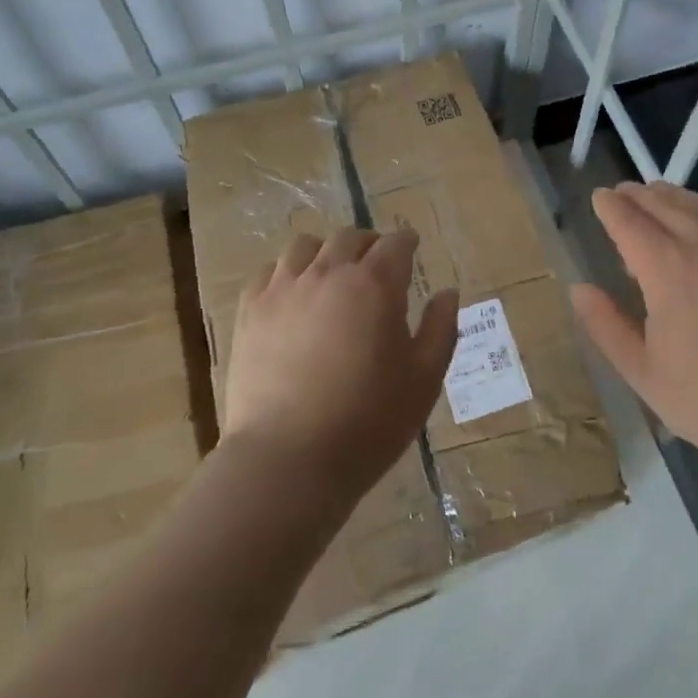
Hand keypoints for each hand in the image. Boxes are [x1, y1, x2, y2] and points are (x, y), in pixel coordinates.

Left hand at [222, 228, 457, 499]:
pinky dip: (287, 273)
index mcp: (375, 284)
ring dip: (326, 252)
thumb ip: (440, 328)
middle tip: (377, 265)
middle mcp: (329, 273)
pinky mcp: (250, 311)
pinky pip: (269, 271)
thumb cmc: (368, 421)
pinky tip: (292, 295)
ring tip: (331, 274)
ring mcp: (284, 289)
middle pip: (350, 237)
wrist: (288, 460)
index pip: (396, 243)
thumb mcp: (424, 379)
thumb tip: (447, 293)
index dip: (407, 242)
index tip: (412, 248)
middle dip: (369, 244)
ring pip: (306, 245)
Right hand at [571, 181, 697, 492]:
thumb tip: (579, 289)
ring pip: (696, 203)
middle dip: (636, 195)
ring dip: (669, 196)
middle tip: (619, 195)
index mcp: (666, 268)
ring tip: (653, 198)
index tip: (598, 198)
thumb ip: (605, 325)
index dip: (610, 206)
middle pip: (662, 202)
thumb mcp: (641, 372)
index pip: (629, 221)